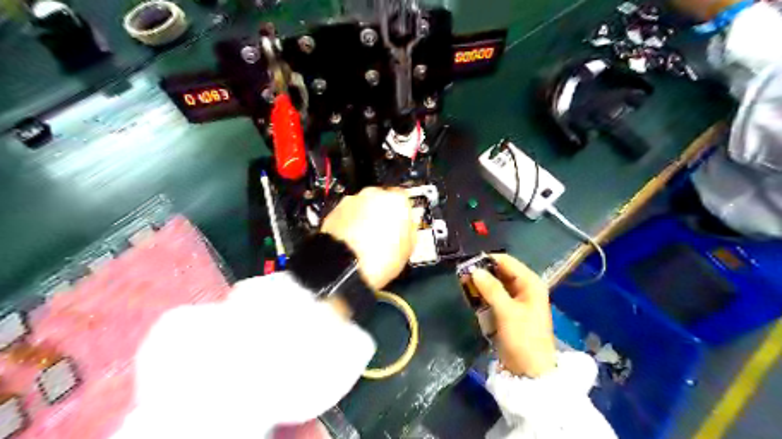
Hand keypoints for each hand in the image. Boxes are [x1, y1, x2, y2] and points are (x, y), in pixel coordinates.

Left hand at [320, 186, 417, 289]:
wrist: (344, 268)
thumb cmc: (377, 260)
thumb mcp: (408, 249)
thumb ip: (410, 230)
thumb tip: (409, 227)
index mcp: (396, 200)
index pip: (404, 199)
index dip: (403, 213)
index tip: (402, 223)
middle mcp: (373, 194)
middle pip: (381, 200)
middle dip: (382, 214)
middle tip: (384, 234)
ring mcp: (351, 201)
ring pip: (362, 206)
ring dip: (364, 219)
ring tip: (366, 241)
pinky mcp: (334, 211)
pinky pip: (347, 215)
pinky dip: (349, 224)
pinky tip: (353, 242)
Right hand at [469, 254, 555, 376]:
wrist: (529, 371)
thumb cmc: (523, 339)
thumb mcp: (507, 312)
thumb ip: (491, 289)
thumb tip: (473, 270)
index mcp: (530, 283)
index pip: (506, 261)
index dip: (486, 260)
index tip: (466, 264)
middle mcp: (524, 287)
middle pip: (499, 271)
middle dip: (481, 272)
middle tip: (461, 276)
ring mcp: (515, 299)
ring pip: (494, 284)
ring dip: (480, 284)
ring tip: (462, 285)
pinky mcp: (507, 311)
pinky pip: (492, 296)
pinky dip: (482, 295)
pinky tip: (470, 296)